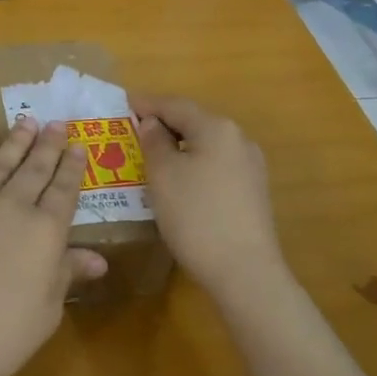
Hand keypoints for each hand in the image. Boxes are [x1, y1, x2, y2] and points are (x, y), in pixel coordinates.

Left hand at [0, 119, 105, 375]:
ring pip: (0, 160)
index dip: (72, 167)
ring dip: (17, 140)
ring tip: (29, 121)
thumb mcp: (44, 313)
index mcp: (45, 232)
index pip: (64, 190)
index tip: (78, 146)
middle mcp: (11, 205)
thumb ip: (66, 274)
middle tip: (58, 123)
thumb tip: (98, 258)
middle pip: (35, 168)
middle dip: (49, 144)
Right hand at [129, 93, 286, 302]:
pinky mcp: (253, 191)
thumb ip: (154, 142)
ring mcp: (250, 166)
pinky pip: (216, 165)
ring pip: (206, 145)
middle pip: (194, 122)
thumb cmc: (196, 216)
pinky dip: (193, 164)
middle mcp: (239, 139)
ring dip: (179, 146)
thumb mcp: (163, 175)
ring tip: (151, 155)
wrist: (244, 272)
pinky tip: (178, 180)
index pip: (175, 105)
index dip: (147, 104)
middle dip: (163, 124)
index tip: (124, 104)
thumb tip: (152, 123)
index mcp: (216, 128)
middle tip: (133, 130)